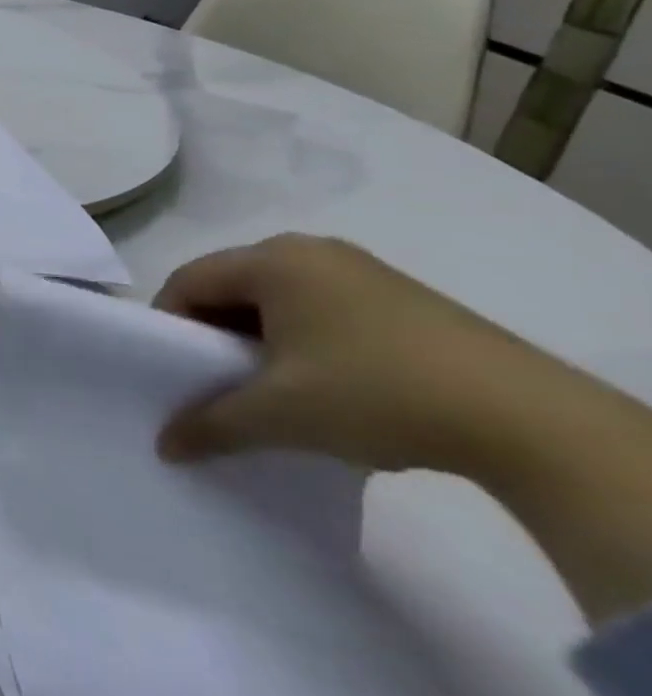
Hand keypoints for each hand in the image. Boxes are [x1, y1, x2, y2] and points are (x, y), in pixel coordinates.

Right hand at [153, 235, 562, 475]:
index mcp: (271, 260)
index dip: (169, 325)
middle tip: (217, 382)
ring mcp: (360, 269)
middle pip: (231, 286)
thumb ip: (211, 424)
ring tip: (273, 390)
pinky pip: (320, 307)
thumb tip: (164, 445)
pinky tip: (325, 385)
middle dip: (214, 333)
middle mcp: (309, 250)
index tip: (173, 371)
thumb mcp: (281, 415)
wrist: (530, 421)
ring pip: (276, 298)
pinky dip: (302, 340)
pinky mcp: (399, 297)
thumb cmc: (376, 394)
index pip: (188, 281)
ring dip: (259, 339)